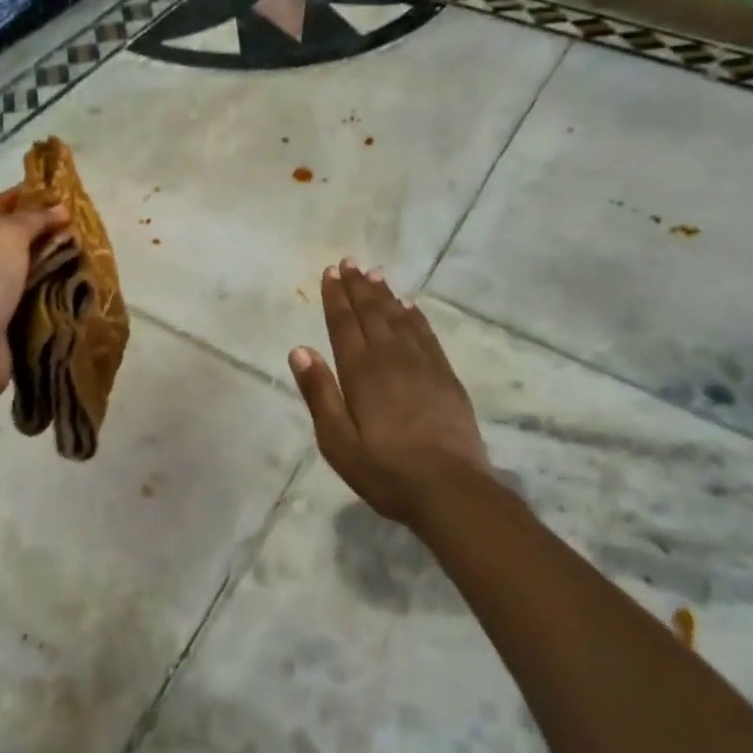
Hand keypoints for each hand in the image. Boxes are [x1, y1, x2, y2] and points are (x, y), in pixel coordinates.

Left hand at [0, 188, 67, 404]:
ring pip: (31, 276)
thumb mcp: (7, 234)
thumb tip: (59, 210)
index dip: (27, 194)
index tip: (61, 193)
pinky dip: (57, 304)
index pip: (0, 205)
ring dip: (57, 271)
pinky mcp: (9, 329)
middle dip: (49, 234)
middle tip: (86, 232)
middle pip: (18, 241)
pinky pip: (38, 309)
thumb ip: (33, 219)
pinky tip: (82, 300)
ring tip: (93, 266)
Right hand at [288, 261, 491, 526]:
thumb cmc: (386, 471)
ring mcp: (423, 364)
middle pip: (372, 313)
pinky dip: (415, 316)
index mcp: (362, 372)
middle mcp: (391, 358)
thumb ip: (319, 393)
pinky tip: (410, 307)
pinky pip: (426, 334)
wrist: (452, 490)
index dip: (336, 297)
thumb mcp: (338, 442)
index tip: (330, 272)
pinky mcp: (445, 376)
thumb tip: (300, 349)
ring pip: (399, 318)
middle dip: (358, 287)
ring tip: (374, 274)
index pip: (345, 324)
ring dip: (384, 295)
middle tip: (349, 263)